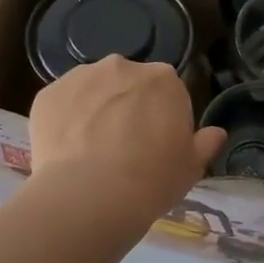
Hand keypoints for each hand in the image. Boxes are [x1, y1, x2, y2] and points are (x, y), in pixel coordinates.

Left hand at [30, 57, 227, 225]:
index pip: (168, 93)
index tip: (157, 146)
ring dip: (95, 111)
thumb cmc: (152, 180)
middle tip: (124, 148)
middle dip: (127, 108)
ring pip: (92, 91)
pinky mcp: (47, 95)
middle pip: (128, 85)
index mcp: (164, 79)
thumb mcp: (191, 167)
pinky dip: (65, 122)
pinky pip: (61, 105)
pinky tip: (67, 152)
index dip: (163, 119)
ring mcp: (80, 77)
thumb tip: (216, 133)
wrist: (91, 196)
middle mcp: (122, 66)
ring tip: (91, 151)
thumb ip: (205, 144)